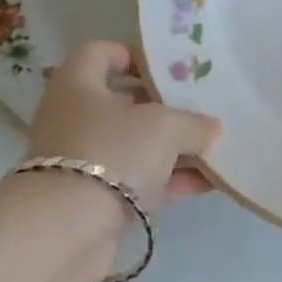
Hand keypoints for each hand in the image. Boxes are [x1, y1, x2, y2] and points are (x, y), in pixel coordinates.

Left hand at [27, 41, 221, 209]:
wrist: (67, 229)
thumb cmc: (112, 152)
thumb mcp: (164, 127)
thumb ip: (192, 123)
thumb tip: (212, 129)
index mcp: (77, 83)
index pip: (99, 52)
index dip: (133, 55)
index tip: (168, 68)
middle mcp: (73, 117)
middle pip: (121, 102)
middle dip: (163, 107)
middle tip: (201, 108)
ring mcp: (81, 160)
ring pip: (132, 145)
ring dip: (171, 148)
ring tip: (214, 148)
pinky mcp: (92, 199)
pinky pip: (136, 181)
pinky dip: (167, 180)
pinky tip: (207, 183)